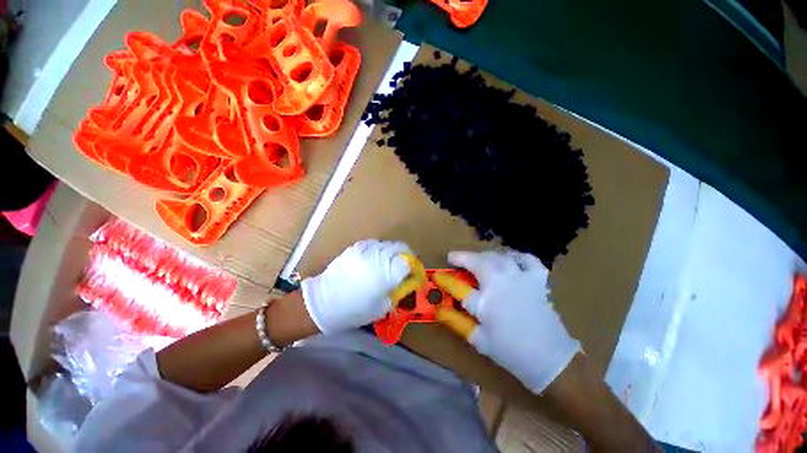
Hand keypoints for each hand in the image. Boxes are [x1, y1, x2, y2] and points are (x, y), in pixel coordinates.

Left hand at [301, 240, 411, 333]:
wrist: (324, 302)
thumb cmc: (355, 310)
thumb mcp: (383, 306)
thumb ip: (398, 290)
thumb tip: (406, 281)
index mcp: (387, 272)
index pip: (410, 261)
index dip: (415, 267)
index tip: (415, 273)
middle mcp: (379, 256)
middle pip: (401, 247)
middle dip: (406, 256)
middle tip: (404, 267)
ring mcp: (366, 249)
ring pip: (387, 244)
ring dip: (392, 252)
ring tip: (388, 263)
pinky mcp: (356, 247)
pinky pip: (374, 244)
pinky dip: (379, 250)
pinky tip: (374, 260)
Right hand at [435, 250, 579, 393]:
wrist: (551, 359)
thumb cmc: (510, 352)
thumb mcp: (478, 340)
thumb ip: (456, 321)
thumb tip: (438, 309)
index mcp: (486, 302)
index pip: (458, 286)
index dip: (445, 279)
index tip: (437, 275)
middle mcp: (501, 284)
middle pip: (478, 261)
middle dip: (463, 257)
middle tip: (456, 259)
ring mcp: (521, 278)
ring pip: (498, 256)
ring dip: (485, 255)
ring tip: (478, 260)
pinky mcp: (537, 279)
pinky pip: (527, 259)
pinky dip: (517, 256)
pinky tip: (510, 260)